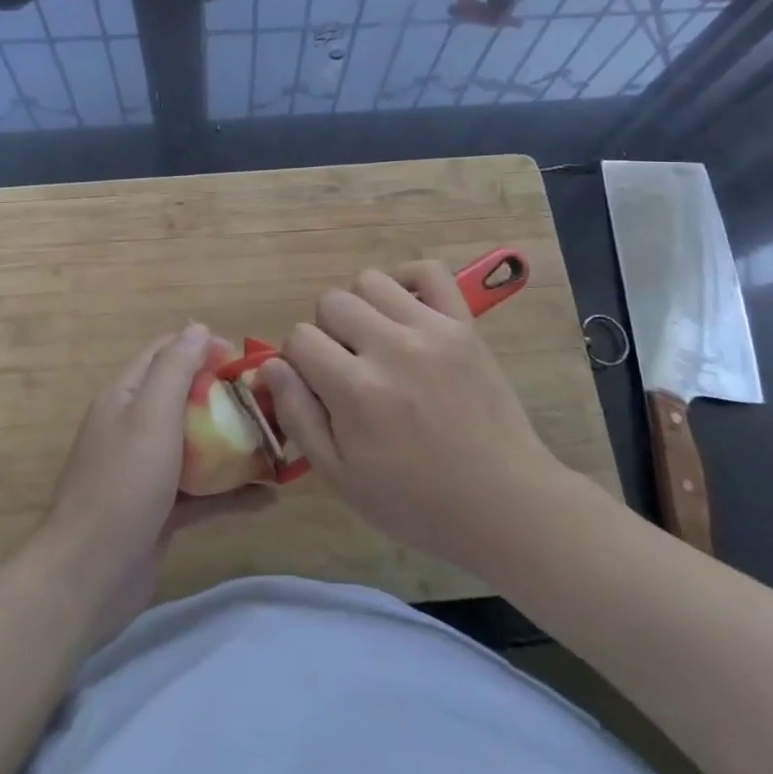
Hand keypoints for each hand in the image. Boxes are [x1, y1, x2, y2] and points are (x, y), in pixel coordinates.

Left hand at [29, 323, 273, 648]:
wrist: (88, 577)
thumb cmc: (122, 485)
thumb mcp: (150, 415)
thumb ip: (174, 369)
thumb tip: (197, 327)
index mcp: (126, 396)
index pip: (166, 352)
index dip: (204, 347)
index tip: (244, 361)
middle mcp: (136, 426)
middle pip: (187, 398)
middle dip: (227, 397)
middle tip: (269, 404)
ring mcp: (148, 471)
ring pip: (199, 445)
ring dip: (235, 444)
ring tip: (278, 446)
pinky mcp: (161, 510)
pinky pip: (203, 492)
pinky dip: (232, 492)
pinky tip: (268, 498)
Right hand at [263, 262, 562, 572]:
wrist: (502, 502)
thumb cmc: (414, 501)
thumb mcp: (340, 477)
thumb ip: (298, 416)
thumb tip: (269, 366)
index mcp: (356, 391)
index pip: (300, 338)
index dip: (299, 361)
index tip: (318, 385)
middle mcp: (391, 348)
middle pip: (331, 302)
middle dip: (328, 332)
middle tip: (349, 366)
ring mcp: (432, 330)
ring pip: (370, 281)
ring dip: (363, 307)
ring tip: (378, 340)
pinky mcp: (464, 324)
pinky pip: (429, 271)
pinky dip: (408, 281)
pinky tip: (406, 312)